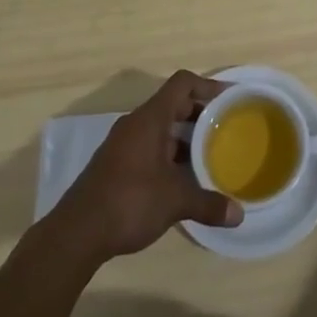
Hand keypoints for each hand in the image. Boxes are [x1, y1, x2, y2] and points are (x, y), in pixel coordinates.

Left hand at [50, 71, 242, 262]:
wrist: (76, 233)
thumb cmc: (129, 201)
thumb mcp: (174, 201)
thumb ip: (208, 204)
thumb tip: (239, 215)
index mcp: (150, 118)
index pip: (182, 83)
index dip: (207, 85)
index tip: (229, 99)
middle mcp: (136, 123)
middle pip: (173, 104)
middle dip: (200, 114)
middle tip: (226, 128)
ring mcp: (123, 144)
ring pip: (161, 128)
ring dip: (185, 137)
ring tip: (210, 155)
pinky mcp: (116, 165)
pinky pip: (150, 147)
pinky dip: (169, 154)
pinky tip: (183, 179)